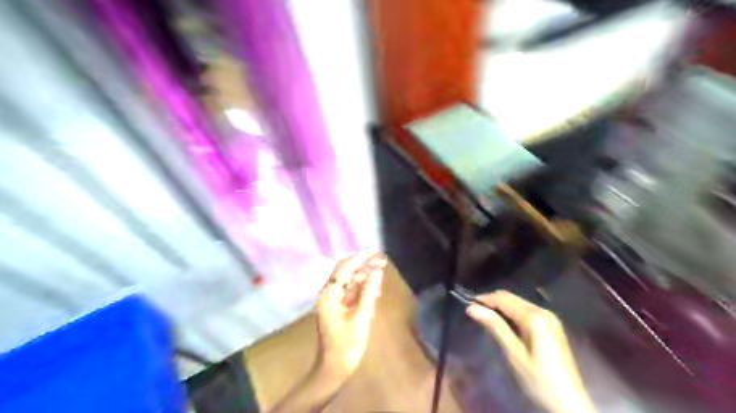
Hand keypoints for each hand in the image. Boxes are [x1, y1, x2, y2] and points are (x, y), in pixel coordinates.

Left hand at [313, 248, 386, 380]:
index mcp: (329, 296)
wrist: (333, 370)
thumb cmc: (346, 347)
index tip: (375, 251)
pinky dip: (362, 287)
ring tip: (381, 270)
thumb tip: (377, 272)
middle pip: (345, 272)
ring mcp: (332, 301)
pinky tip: (375, 287)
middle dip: (362, 264)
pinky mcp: (338, 308)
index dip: (360, 258)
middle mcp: (328, 295)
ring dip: (364, 275)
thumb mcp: (361, 319)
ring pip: (348, 281)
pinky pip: (350, 292)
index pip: (344, 269)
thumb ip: (369, 293)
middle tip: (381, 260)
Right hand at [468, 290, 593, 412]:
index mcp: (534, 317)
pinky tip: (505, 327)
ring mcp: (550, 319)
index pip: (503, 299)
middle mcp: (544, 311)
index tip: (467, 304)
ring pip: (519, 304)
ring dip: (502, 308)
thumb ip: (494, 326)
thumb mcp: (513, 353)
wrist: (569, 404)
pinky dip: (513, 315)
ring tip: (486, 319)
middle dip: (492, 302)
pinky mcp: (552, 327)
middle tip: (475, 312)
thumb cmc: (538, 380)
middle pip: (512, 299)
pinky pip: (527, 313)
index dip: (484, 299)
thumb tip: (472, 307)